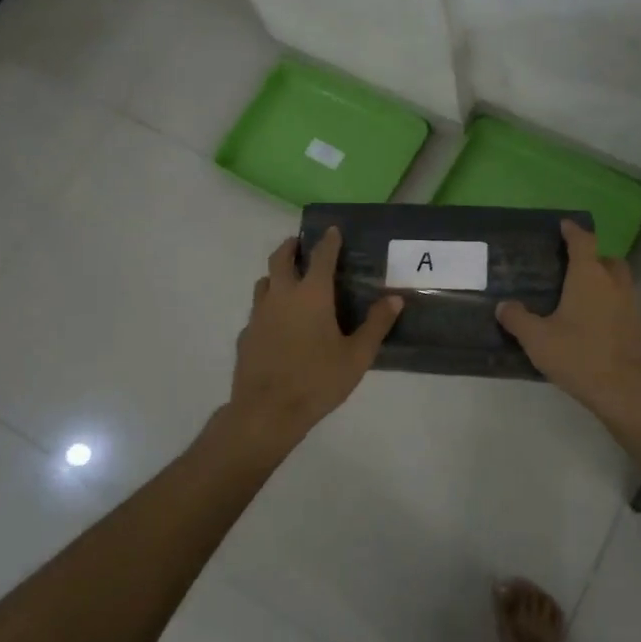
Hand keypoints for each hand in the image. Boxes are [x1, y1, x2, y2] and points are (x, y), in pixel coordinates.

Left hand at [222, 229, 402, 451]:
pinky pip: (257, 310)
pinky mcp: (246, 335)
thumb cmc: (317, 380)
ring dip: (276, 274)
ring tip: (287, 280)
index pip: (320, 256)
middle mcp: (282, 295)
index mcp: (311, 295)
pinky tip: (276, 323)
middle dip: (291, 247)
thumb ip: (376, 325)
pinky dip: (267, 306)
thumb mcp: (357, 356)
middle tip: (300, 244)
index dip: (328, 241)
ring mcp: (259, 314)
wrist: (266, 412)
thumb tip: (395, 299)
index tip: (331, 229)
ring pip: (264, 282)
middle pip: (280, 258)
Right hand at [497, 220, 640, 418]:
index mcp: (588, 276)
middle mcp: (614, 283)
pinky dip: (610, 305)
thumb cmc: (579, 355)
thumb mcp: (537, 339)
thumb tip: (504, 306)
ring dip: (603, 282)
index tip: (564, 225)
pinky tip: (593, 323)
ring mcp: (631, 305)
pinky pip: (623, 305)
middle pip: (607, 259)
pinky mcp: (639, 328)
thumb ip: (518, 319)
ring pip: (618, 282)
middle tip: (572, 268)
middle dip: (592, 258)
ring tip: (580, 297)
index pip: (583, 241)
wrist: (627, 390)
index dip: (573, 231)